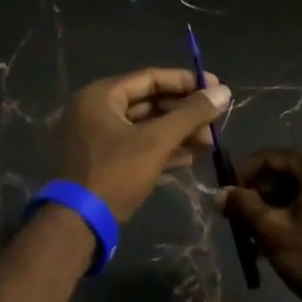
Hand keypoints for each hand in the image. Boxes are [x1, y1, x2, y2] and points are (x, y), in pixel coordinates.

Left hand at [54, 68, 231, 222]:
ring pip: (144, 126)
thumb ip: (190, 115)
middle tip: (215, 122)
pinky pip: (135, 146)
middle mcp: (94, 110)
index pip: (150, 78)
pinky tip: (189, 158)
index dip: (187, 82)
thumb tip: (224, 91)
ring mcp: (95, 137)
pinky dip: (161, 149)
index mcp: (100, 96)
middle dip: (184, 112)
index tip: (217, 88)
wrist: (77, 224)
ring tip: (208, 142)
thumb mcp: (156, 142)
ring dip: (177, 132)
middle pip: (148, 102)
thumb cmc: (115, 174)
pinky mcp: (100, 162)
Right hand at [219, 148, 301, 301]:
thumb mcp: (273, 231)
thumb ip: (244, 207)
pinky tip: (282, 247)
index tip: (226, 201)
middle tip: (239, 225)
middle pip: (287, 175)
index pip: (269, 158)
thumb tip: (220, 194)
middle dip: (259, 198)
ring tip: (256, 243)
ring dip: (276, 213)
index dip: (242, 176)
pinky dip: (297, 220)